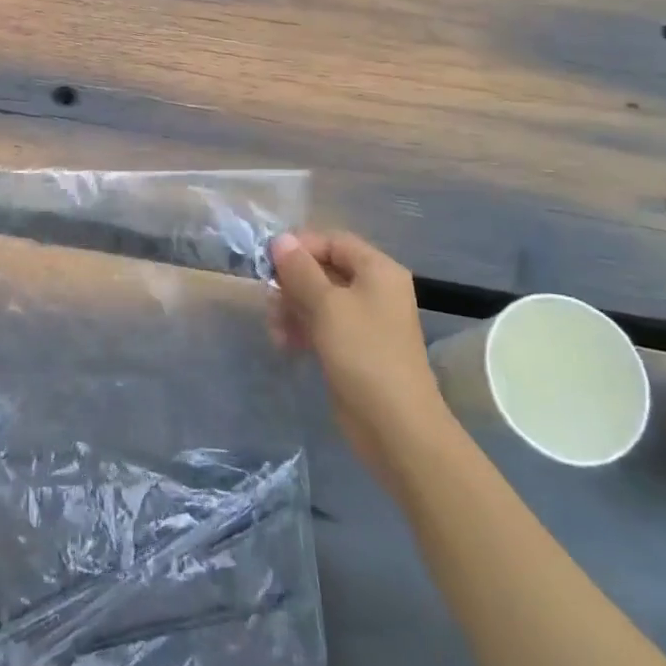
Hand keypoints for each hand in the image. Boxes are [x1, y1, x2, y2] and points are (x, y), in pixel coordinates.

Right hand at [270, 231, 450, 462]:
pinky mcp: (354, 348)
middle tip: (270, 300)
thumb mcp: (326, 305)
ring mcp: (365, 321)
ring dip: (292, 308)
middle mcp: (374, 290)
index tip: (269, 263)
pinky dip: (302, 329)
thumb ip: (300, 270)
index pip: (333, 241)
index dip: (300, 247)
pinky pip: (322, 325)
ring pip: (318, 299)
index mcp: (378, 270)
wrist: (395, 426)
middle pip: (323, 269)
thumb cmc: (363, 353)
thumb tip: (280, 239)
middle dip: (292, 283)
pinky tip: (285, 344)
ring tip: (276, 330)